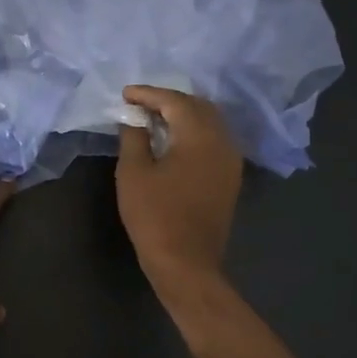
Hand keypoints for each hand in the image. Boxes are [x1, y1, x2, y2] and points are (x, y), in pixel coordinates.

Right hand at [115, 86, 242, 292]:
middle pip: (198, 107)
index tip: (125, 95)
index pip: (175, 101)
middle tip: (140, 104)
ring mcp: (231, 161)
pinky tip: (174, 141)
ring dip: (184, 115)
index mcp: (200, 136)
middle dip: (169, 100)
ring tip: (154, 119)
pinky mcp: (230, 177)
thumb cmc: (154, 215)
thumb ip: (133, 136)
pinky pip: (214, 141)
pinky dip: (194, 132)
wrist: (186, 262)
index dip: (148, 94)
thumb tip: (133, 117)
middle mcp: (223, 141)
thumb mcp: (133, 172)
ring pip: (210, 123)